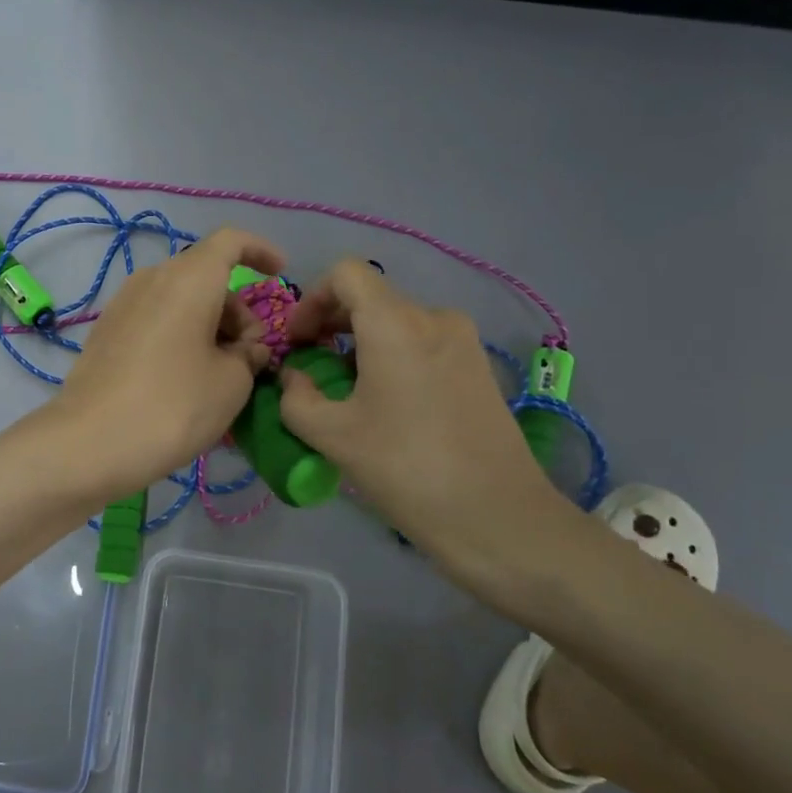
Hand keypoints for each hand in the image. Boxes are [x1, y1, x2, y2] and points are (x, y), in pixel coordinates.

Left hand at [48, 228, 286, 502]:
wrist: (90, 442)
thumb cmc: (173, 405)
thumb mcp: (232, 383)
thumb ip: (249, 355)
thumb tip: (246, 348)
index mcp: (189, 278)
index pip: (231, 241)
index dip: (260, 251)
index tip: (279, 274)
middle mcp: (153, 278)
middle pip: (205, 276)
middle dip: (236, 309)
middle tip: (250, 356)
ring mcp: (123, 303)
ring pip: (179, 299)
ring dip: (208, 325)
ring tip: (221, 374)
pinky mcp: (106, 331)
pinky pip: (156, 318)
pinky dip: (180, 335)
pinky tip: (186, 378)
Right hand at [277, 260, 565, 586]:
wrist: (498, 518)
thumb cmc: (406, 469)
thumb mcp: (333, 436)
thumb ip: (297, 398)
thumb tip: (293, 376)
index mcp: (396, 323)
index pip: (346, 274)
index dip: (311, 299)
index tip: (298, 341)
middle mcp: (434, 318)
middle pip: (371, 297)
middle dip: (332, 324)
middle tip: (312, 367)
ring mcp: (464, 342)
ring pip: (398, 323)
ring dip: (362, 344)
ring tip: (347, 392)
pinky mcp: (479, 369)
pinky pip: (424, 344)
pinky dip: (393, 358)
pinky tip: (387, 404)